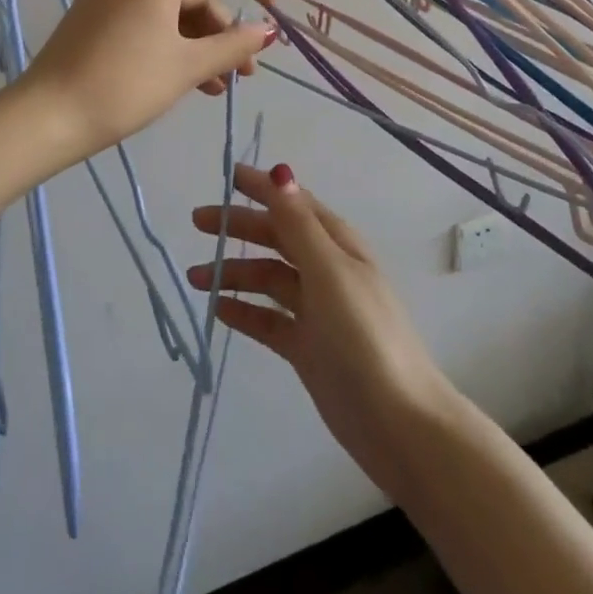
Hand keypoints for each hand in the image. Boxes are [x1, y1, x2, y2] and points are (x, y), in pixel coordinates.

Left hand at [19, 0, 277, 162]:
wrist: (48, 116)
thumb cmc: (125, 84)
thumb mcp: (188, 65)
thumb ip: (234, 44)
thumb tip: (268, 32)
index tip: (274, 8)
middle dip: (223, 29)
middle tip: (242, 73)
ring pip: (172, 7)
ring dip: (200, 42)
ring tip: (218, 86)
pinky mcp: (97, 9)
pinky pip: (148, 15)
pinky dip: (172, 42)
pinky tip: (191, 81)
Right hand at [188, 164, 457, 493]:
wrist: (398, 423)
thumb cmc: (363, 335)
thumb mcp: (329, 272)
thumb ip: (299, 224)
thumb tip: (281, 171)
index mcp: (337, 244)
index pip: (293, 203)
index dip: (262, 188)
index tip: (226, 175)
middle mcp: (326, 269)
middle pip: (276, 238)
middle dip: (239, 227)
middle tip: (198, 222)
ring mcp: (316, 309)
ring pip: (267, 278)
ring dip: (233, 272)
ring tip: (194, 278)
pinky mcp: (307, 347)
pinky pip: (268, 319)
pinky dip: (244, 311)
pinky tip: (217, 310)